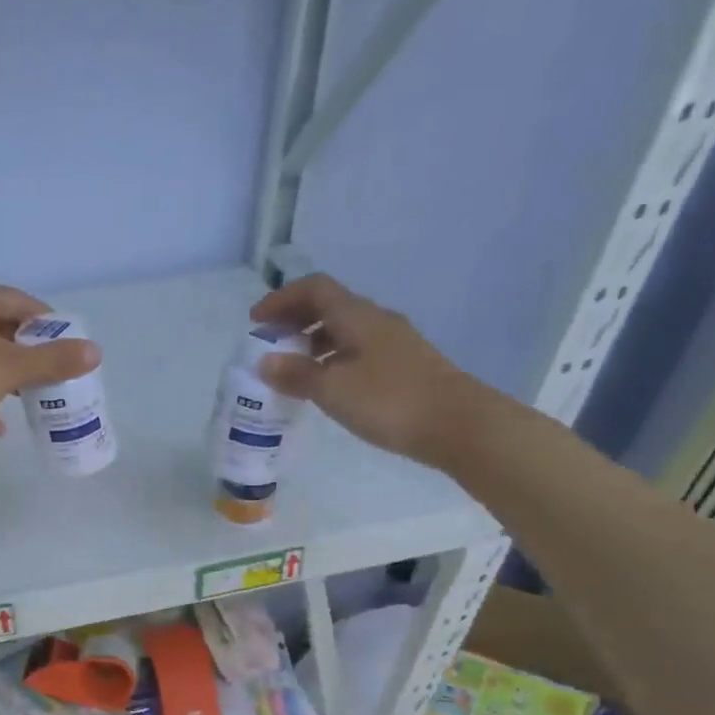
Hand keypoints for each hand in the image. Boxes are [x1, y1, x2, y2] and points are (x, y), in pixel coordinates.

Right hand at [249, 274, 493, 467]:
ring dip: (312, 341)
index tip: (255, 321)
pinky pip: (356, 349)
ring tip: (291, 368)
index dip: (281, 299)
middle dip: (294, 319)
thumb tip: (264, 361)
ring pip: (343, 329)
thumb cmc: (389, 401)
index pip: (314, 289)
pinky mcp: (402, 365)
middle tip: (268, 343)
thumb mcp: (332, 389)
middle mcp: (376, 320)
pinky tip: (325, 384)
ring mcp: (392, 343)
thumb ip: (296, 374)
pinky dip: (331, 358)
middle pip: (329, 306)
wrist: (458, 425)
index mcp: (357, 316)